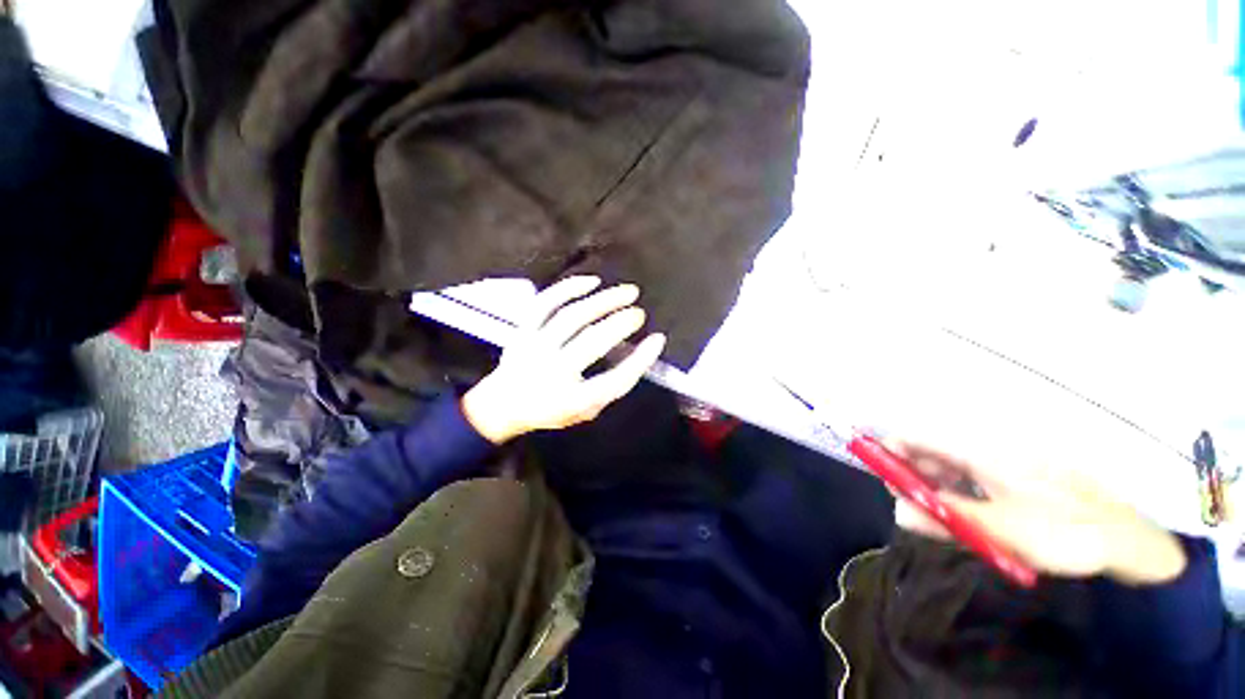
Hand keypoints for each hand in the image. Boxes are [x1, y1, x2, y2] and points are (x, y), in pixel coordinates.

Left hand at [461, 276, 666, 443]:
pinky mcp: (522, 330)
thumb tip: (641, 352)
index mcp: (571, 400)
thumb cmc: (552, 408)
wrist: (503, 405)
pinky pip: (544, 303)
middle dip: (621, 323)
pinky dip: (568, 289)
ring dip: (604, 301)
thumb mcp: (586, 410)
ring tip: (628, 291)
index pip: (615, 379)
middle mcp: (552, 372)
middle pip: (593, 342)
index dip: (641, 359)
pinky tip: (592, 281)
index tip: (658, 339)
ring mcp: (534, 348)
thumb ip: (611, 387)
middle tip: (639, 312)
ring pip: (572, 317)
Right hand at [890, 440, 1187, 585]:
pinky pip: (975, 473)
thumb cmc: (1060, 531)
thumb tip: (898, 511)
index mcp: (982, 453)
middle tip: (906, 501)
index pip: (922, 438)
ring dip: (936, 482)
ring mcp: (1007, 461)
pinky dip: (960, 488)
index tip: (879, 470)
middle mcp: (990, 449)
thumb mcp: (998, 531)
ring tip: (934, 510)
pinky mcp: (1019, 474)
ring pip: (954, 462)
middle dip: (912, 470)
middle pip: (935, 449)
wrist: (1126, 537)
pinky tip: (965, 509)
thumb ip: (944, 519)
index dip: (893, 449)